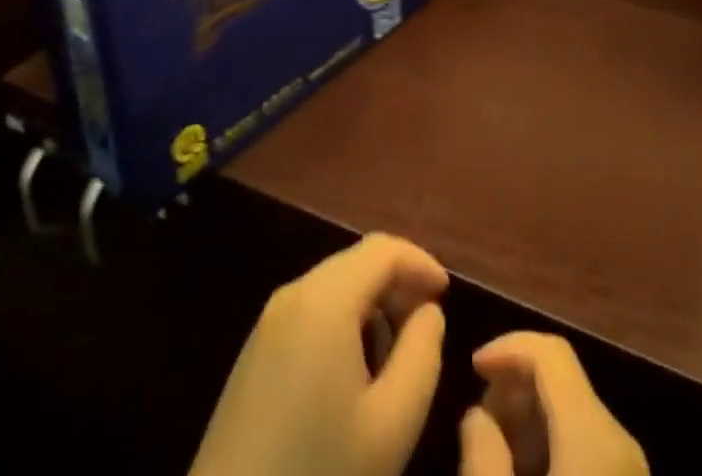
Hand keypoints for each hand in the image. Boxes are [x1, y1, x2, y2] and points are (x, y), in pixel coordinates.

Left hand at [189, 232, 448, 475]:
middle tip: (425, 328)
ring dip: (372, 305)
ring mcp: (268, 323)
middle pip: (357, 262)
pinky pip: (311, 312)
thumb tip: (427, 312)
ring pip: (334, 287)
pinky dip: (343, 323)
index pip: (383, 249)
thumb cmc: (319, 474)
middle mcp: (293, 294)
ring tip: (396, 356)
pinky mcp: (254, 353)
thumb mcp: (392, 424)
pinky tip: (355, 374)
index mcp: (325, 299)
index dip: (421, 262)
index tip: (447, 295)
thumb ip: (422, 354)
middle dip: (397, 284)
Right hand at [460, 333, 647, 475]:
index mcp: (594, 432)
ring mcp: (631, 469)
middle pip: (563, 380)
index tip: (472, 370)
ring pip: (575, 414)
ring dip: (532, 417)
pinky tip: (527, 471)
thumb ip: (482, 455)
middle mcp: (620, 439)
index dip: (507, 347)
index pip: (550, 352)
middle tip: (480, 420)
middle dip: (517, 385)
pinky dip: (553, 444)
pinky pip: (588, 446)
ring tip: (496, 450)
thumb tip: (478, 415)